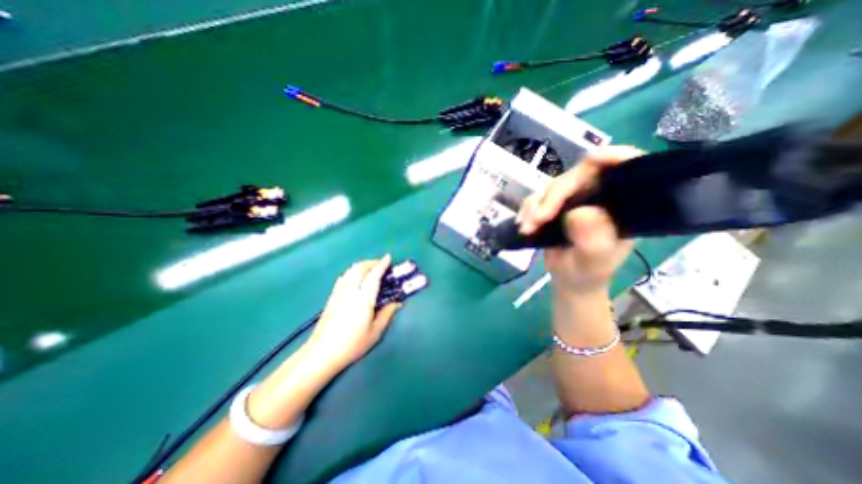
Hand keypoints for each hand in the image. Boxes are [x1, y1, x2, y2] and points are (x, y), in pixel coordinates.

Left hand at [306, 258, 400, 370]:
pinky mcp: (331, 297)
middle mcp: (350, 291)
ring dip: (361, 266)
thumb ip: (387, 314)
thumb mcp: (375, 332)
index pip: (373, 275)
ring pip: (350, 271)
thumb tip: (397, 303)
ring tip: (370, 270)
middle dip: (371, 262)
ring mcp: (338, 293)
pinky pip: (343, 277)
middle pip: (359, 268)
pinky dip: (352, 272)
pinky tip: (356, 279)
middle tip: (381, 265)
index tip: (388, 257)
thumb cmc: (352, 344)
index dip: (381, 264)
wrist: (322, 353)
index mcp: (363, 299)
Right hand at [514, 146, 641, 293]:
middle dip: (553, 196)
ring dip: (535, 205)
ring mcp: (576, 199)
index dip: (614, 157)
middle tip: (537, 220)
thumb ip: (593, 240)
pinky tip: (523, 224)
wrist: (570, 279)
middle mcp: (600, 195)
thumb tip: (579, 212)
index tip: (594, 160)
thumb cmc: (589, 273)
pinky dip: (528, 209)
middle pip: (578, 175)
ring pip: (553, 186)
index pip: (626, 170)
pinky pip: (538, 197)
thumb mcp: (594, 262)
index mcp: (622, 205)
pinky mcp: (556, 205)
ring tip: (527, 228)